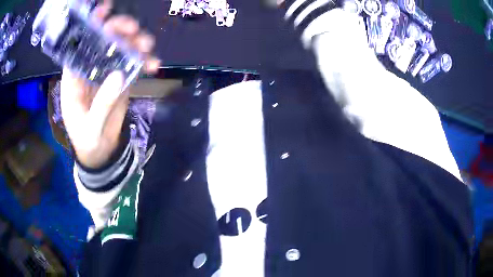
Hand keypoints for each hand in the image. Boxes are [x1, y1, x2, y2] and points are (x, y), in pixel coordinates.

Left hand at [60, 3, 159, 168]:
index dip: (89, 27)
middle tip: (133, 29)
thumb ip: (102, 104)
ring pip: (120, 49)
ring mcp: (106, 73)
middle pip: (102, 41)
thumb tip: (119, 75)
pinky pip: (132, 64)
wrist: (101, 153)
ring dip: (134, 43)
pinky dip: (144, 62)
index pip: (78, 47)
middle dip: (117, 30)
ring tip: (147, 46)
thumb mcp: (91, 127)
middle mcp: (89, 69)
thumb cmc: (88, 141)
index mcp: (74, 79)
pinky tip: (153, 66)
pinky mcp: (120, 79)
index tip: (103, 12)